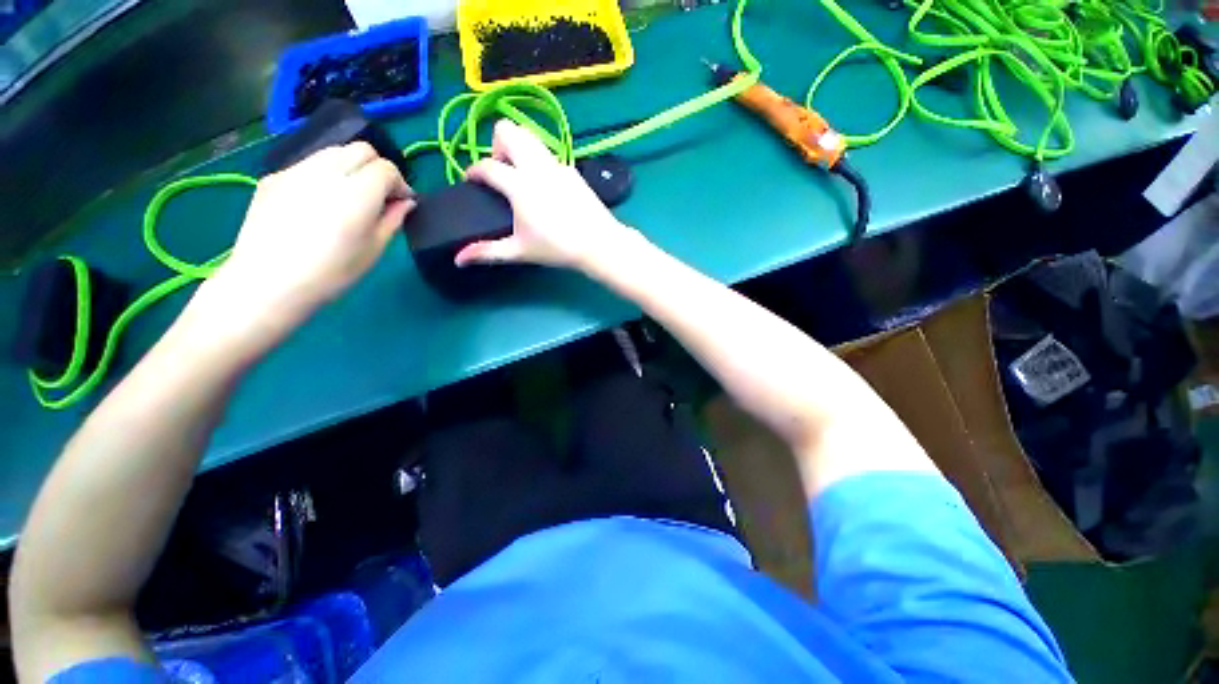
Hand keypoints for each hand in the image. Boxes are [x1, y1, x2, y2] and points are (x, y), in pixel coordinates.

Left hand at [198, 142, 413, 348]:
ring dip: (351, 168)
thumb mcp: (374, 249)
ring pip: (334, 152)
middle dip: (377, 168)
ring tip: (350, 197)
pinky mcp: (274, 177)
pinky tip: (319, 203)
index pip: (386, 168)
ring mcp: (296, 171)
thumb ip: (392, 219)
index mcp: (357, 193)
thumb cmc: (331, 272)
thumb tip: (405, 202)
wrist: (267, 283)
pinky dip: (325, 175)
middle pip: (361, 149)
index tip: (401, 203)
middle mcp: (327, 171)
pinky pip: (309, 165)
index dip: (400, 183)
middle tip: (379, 196)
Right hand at [456, 120, 636, 271]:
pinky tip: (546, 187)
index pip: (486, 166)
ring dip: (518, 148)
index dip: (473, 171)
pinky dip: (539, 161)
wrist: (598, 243)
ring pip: (531, 137)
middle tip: (501, 173)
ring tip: (520, 177)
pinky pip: (549, 155)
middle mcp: (536, 166)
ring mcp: (557, 164)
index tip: (472, 181)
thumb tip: (458, 259)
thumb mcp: (520, 251)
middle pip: (508, 130)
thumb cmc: (557, 248)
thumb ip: (487, 251)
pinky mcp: (573, 170)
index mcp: (519, 185)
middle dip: (496, 145)